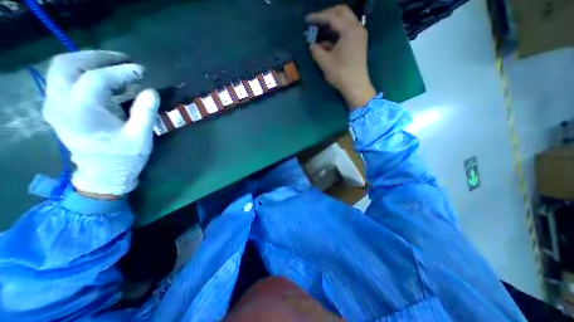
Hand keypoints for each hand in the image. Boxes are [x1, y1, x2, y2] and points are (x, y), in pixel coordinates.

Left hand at [43, 50, 158, 196]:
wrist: (104, 174)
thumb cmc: (124, 157)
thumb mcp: (140, 136)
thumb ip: (145, 112)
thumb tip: (152, 91)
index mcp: (80, 111)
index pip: (97, 79)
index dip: (122, 72)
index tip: (142, 71)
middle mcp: (59, 103)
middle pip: (67, 65)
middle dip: (98, 58)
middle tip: (125, 60)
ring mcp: (57, 105)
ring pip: (64, 71)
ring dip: (92, 64)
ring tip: (121, 68)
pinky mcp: (63, 109)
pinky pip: (70, 82)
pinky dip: (91, 77)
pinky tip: (113, 83)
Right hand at [304, 5, 377, 108]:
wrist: (356, 86)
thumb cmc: (341, 74)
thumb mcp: (325, 62)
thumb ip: (316, 50)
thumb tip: (311, 45)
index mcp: (349, 30)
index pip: (332, 17)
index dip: (318, 18)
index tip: (306, 20)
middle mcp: (357, 28)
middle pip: (341, 12)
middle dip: (326, 15)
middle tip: (314, 22)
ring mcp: (359, 35)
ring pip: (345, 20)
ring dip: (332, 23)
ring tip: (319, 30)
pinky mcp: (359, 42)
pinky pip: (347, 30)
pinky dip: (337, 32)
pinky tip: (327, 41)